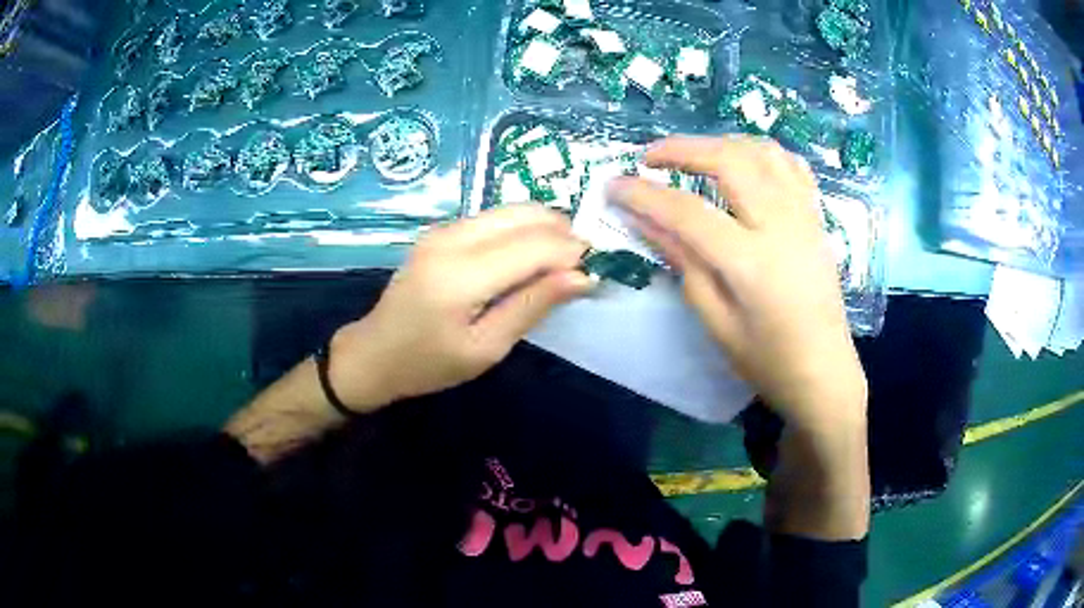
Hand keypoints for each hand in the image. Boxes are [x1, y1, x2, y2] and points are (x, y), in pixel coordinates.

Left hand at [328, 206, 592, 412]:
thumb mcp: (487, 348)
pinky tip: (530, 253)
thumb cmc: (430, 363)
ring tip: (562, 256)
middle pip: (523, 215)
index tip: (596, 267)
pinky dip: (520, 228)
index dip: (571, 251)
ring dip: (543, 225)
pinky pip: (492, 217)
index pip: (533, 246)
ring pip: (509, 210)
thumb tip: (583, 277)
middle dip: (562, 230)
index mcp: (461, 276)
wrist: (375, 353)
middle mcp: (451, 239)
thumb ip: (533, 306)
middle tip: (584, 259)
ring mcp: (442, 230)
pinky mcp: (440, 231)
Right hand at [607, 135, 866, 431]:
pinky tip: (743, 161)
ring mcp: (804, 216)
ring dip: (721, 143)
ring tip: (693, 155)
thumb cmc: (767, 360)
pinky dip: (761, 152)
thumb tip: (645, 221)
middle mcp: (781, 226)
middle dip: (682, 149)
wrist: (824, 372)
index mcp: (751, 262)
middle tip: (649, 157)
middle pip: (729, 161)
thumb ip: (683, 263)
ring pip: (761, 152)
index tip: (613, 185)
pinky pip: (791, 166)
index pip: (687, 212)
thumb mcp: (717, 321)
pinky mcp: (816, 218)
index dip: (644, 194)